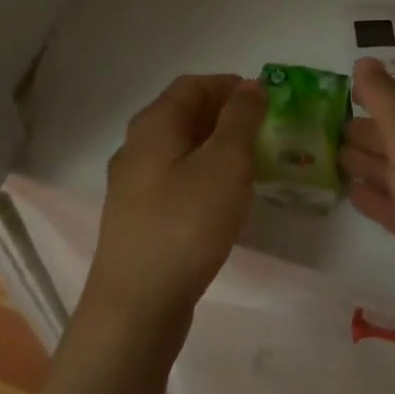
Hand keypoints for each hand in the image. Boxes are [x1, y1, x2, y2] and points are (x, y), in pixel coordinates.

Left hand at [82, 75, 264, 343]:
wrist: (135, 308)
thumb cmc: (186, 224)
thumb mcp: (226, 163)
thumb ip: (241, 119)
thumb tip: (249, 87)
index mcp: (154, 124)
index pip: (193, 85)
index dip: (228, 85)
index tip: (263, 102)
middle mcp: (136, 146)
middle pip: (183, 114)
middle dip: (224, 116)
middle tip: (261, 132)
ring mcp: (131, 185)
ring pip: (179, 149)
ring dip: (214, 147)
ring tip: (249, 166)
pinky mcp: (136, 219)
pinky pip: (173, 180)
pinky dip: (201, 176)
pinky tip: (221, 202)